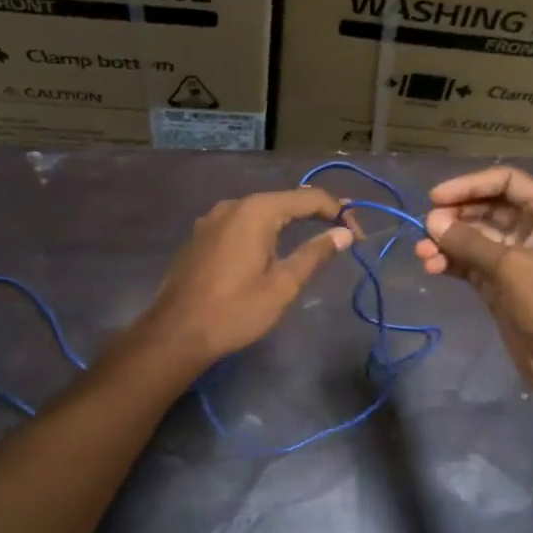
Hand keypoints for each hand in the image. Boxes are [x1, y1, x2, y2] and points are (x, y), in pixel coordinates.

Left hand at [136, 187, 355, 372]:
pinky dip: (266, 230)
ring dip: (291, 221)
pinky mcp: (202, 235)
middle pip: (285, 200)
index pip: (309, 198)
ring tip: (314, 239)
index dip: (338, 213)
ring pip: (262, 211)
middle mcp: (234, 205)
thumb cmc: (234, 311)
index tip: (358, 237)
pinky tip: (274, 248)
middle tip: (343, 235)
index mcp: (257, 211)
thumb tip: (343, 234)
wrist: (174, 334)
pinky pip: (242, 223)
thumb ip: (314, 254)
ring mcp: (213, 218)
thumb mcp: (282, 285)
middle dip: (317, 213)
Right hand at [413, 167, 532, 402]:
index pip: (507, 182)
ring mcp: (517, 260)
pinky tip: (431, 267)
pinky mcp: (503, 287)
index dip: (470, 184)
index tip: (435, 198)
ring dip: (448, 242)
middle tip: (425, 228)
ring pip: (476, 239)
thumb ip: (469, 241)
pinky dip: (452, 263)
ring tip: (422, 253)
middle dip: (456, 216)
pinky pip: (472, 265)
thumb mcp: (511, 266)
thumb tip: (431, 222)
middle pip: (488, 209)